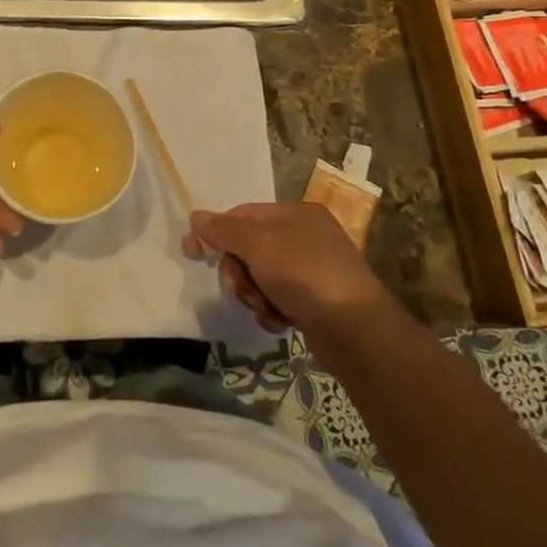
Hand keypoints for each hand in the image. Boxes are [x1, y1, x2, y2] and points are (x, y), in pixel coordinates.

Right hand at [183, 202, 386, 335]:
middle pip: (250, 249)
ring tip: (265, 309)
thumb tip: (196, 217)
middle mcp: (306, 237)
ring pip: (261, 277)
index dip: (215, 231)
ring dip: (254, 294)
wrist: (356, 331)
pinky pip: (278, 300)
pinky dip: (272, 311)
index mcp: (297, 214)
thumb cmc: (305, 275)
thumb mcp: (258, 244)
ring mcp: (313, 271)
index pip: (243, 215)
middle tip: (241, 289)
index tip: (191, 252)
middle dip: (239, 272)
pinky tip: (280, 322)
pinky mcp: (316, 303)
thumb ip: (223, 230)